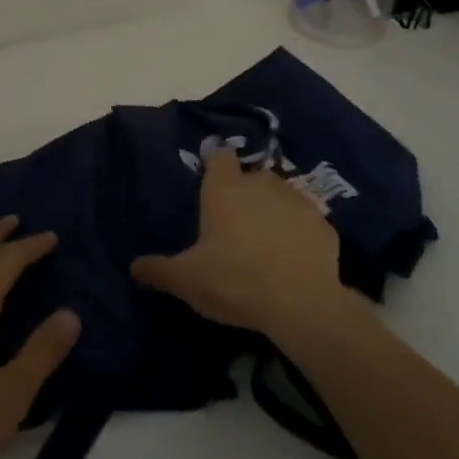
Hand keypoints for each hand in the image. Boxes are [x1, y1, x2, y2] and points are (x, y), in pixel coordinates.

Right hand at [132, 148, 346, 340]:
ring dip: (273, 209)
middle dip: (244, 191)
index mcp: (224, 188)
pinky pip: (306, 222)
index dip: (214, 159)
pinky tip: (294, 256)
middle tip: (235, 219)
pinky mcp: (324, 225)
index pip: (219, 155)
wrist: (301, 303)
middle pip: (250, 176)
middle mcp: (261, 184)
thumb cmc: (233, 280)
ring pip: (281, 196)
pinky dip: (299, 233)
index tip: (210, 169)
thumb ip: (159, 270)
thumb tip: (134, 267)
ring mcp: (297, 201)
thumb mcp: (187, 280)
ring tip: (265, 239)